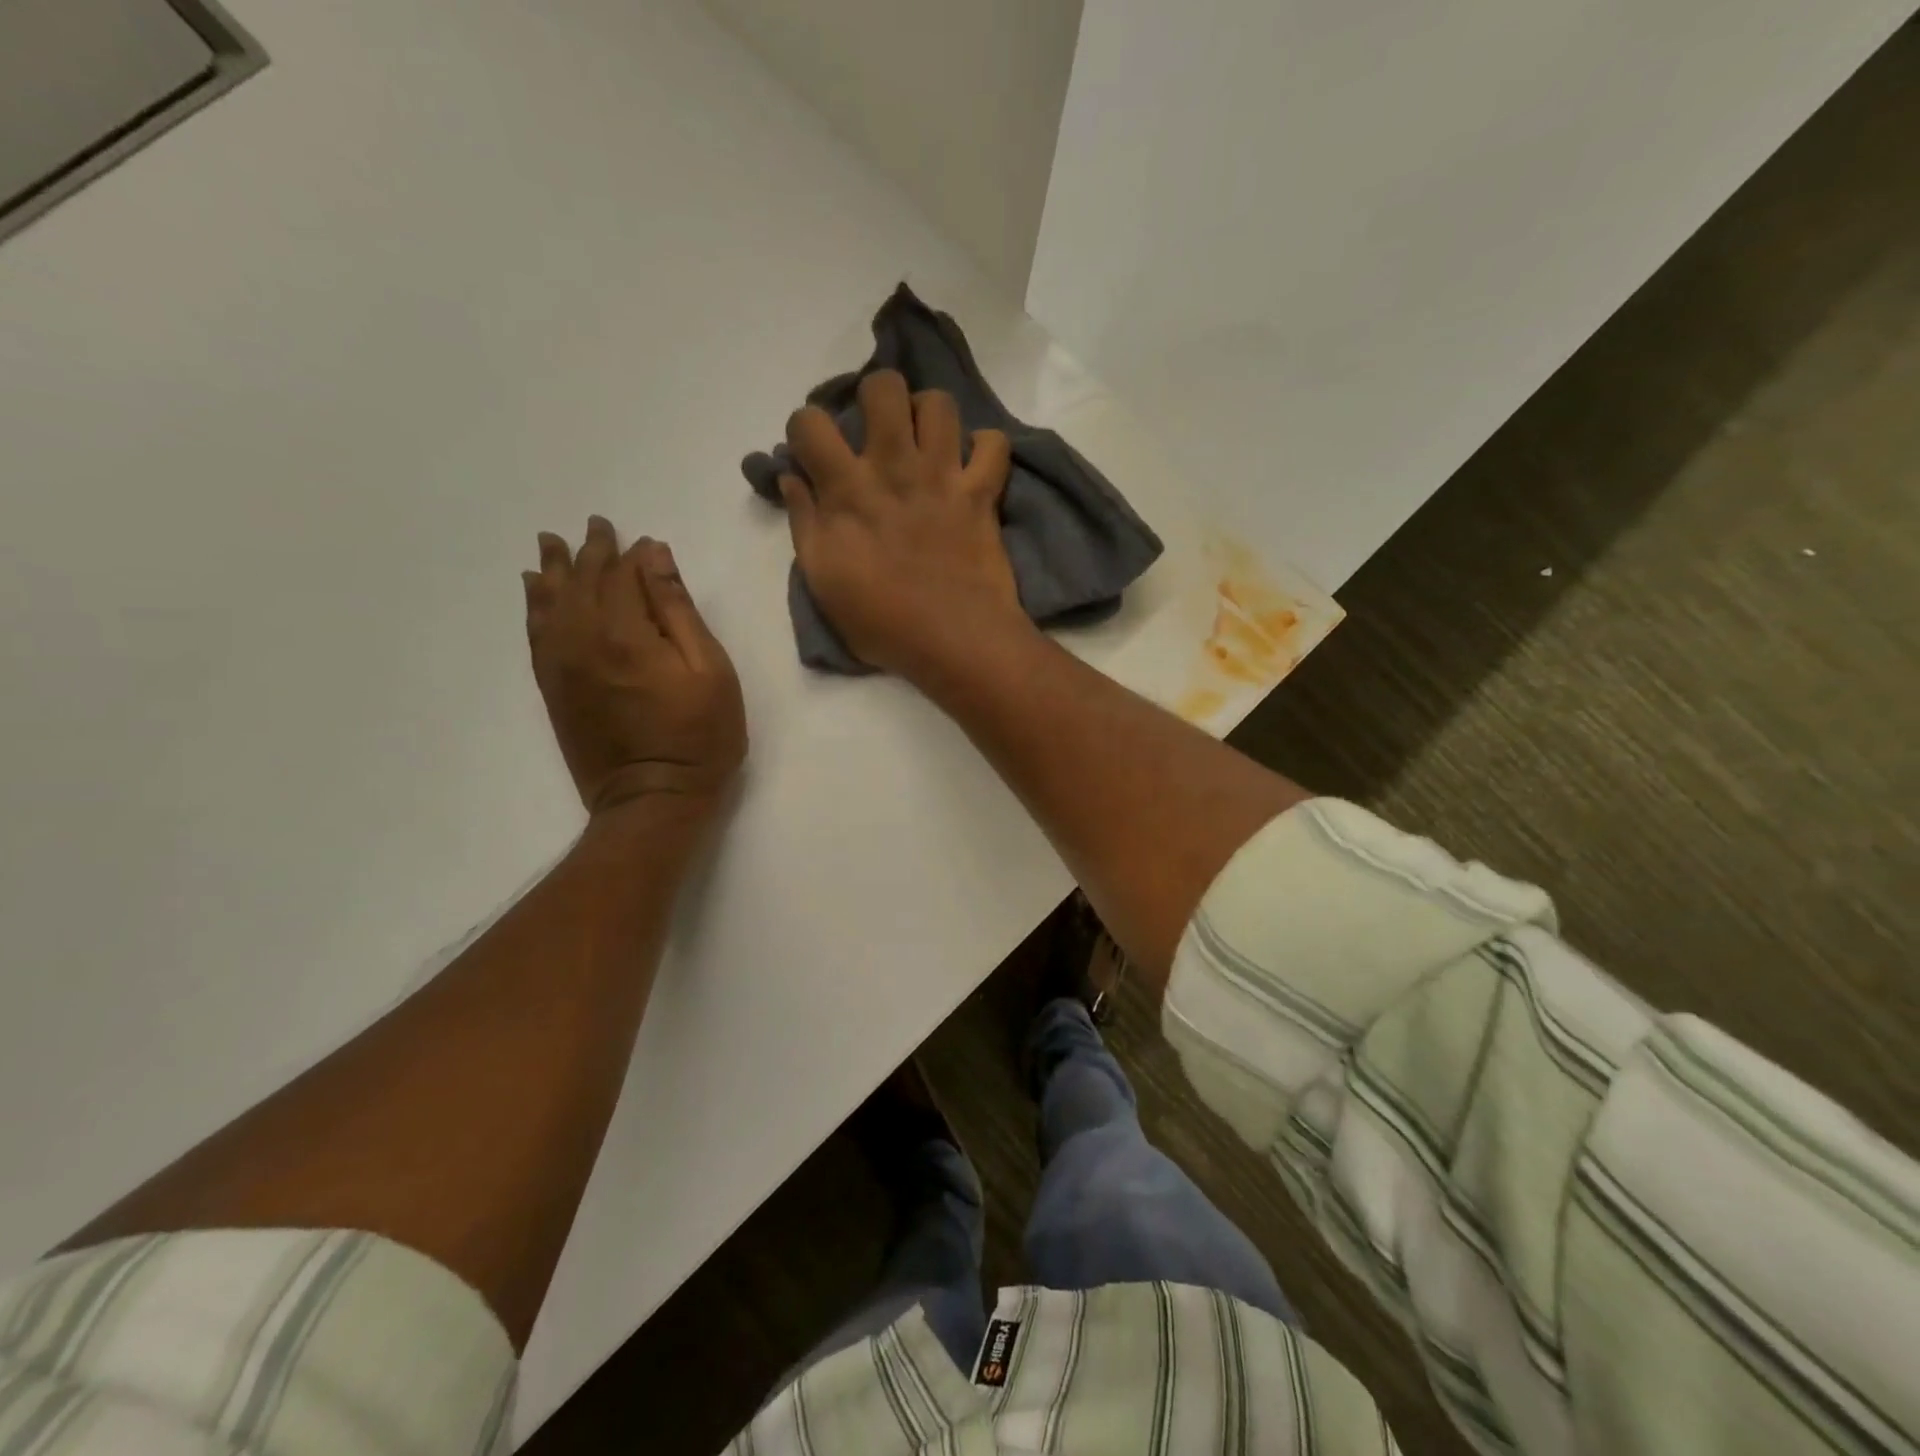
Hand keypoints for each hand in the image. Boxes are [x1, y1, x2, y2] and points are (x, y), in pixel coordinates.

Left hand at [524, 519, 745, 814]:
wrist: (652, 798)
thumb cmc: (699, 736)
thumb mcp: (710, 670)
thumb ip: (679, 610)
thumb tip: (655, 556)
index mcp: (626, 633)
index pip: (622, 575)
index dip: (631, 554)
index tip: (638, 538)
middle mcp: (583, 639)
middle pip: (581, 581)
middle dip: (590, 551)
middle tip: (595, 526)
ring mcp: (562, 664)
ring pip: (550, 602)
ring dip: (552, 570)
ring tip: (550, 545)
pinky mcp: (552, 688)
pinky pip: (535, 633)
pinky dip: (533, 606)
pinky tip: (533, 591)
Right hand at [779, 370, 1026, 675]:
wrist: (955, 641)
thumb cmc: (882, 622)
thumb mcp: (823, 581)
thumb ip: (804, 522)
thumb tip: (792, 479)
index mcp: (847, 489)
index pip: (809, 422)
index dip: (804, 429)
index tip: (813, 453)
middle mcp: (895, 467)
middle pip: (884, 387)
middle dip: (875, 398)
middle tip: (877, 433)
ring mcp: (943, 476)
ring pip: (939, 403)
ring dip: (928, 414)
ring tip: (924, 442)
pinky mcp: (982, 493)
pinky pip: (994, 445)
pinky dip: (984, 448)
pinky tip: (971, 466)